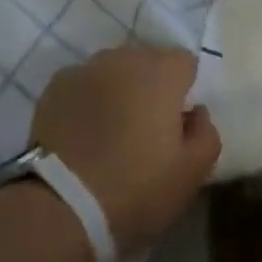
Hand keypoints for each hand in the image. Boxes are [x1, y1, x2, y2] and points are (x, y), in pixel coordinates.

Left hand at [30, 46, 220, 256]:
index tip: (179, 122)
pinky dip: (88, 99)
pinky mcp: (56, 84)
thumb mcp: (191, 174)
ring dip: (119, 90)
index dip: (185, 89)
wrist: (63, 204)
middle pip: (147, 61)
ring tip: (113, 132)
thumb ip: (206, 134)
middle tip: (147, 130)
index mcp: (160, 72)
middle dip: (151, 87)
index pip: (184, 61)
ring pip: (113, 70)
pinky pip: (83, 84)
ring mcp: (85, 67)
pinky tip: (84, 134)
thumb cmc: (137, 189)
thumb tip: (196, 111)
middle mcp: (122, 57)